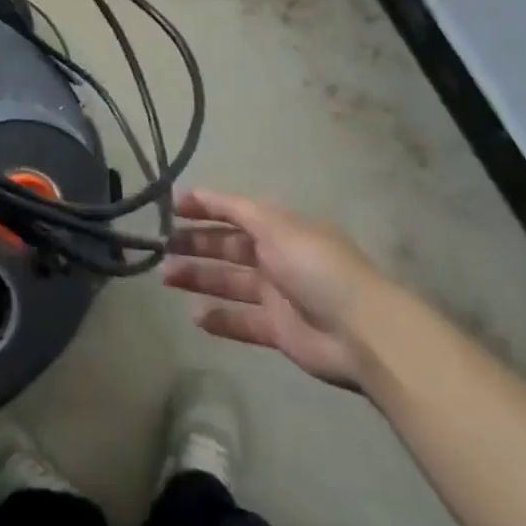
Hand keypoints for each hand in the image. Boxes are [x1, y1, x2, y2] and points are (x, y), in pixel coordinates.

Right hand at [162, 189, 386, 388]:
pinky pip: (241, 321)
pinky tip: (194, 315)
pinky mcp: (278, 331)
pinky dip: (219, 318)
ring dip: (198, 277)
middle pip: (228, 247)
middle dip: (196, 244)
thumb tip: (204, 193)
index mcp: (280, 228)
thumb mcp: (276, 226)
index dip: (206, 207)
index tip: (172, 206)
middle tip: (164, 247)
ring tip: (167, 276)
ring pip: (229, 282)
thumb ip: (237, 210)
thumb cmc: (316, 267)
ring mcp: (278, 295)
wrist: (361, 332)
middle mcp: (277, 257)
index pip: (235, 212)